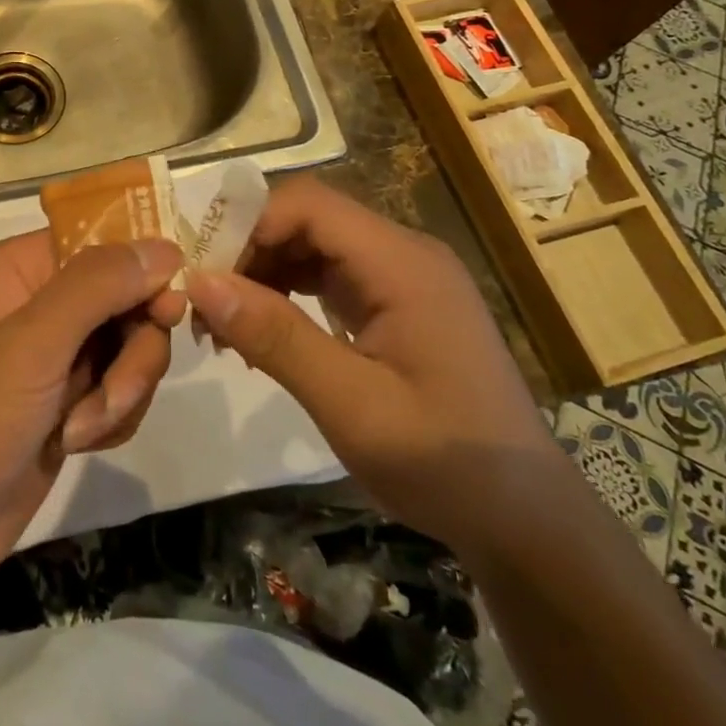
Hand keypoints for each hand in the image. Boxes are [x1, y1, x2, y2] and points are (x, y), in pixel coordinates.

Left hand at [0, 233, 184, 587]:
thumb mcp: (32, 344)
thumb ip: (98, 287)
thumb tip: (166, 246)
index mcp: (21, 267)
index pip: (102, 241)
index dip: (140, 270)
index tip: (167, 310)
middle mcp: (42, 299)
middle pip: (127, 298)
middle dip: (131, 353)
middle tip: (115, 392)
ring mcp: (58, 350)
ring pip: (132, 346)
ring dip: (120, 392)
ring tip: (81, 430)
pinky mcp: (70, 396)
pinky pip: (122, 387)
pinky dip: (112, 417)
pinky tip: (78, 442)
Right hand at [185, 176, 555, 553]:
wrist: (525, 520)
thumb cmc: (444, 462)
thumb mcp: (351, 404)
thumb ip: (276, 336)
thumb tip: (200, 281)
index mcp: (401, 263)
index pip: (309, 205)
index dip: (249, 225)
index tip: (204, 275)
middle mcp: (403, 254)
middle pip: (308, 220)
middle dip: (250, 252)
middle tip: (205, 306)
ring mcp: (402, 278)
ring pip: (314, 246)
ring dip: (265, 275)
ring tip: (225, 326)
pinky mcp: (397, 304)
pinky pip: (330, 277)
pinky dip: (289, 295)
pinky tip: (263, 334)